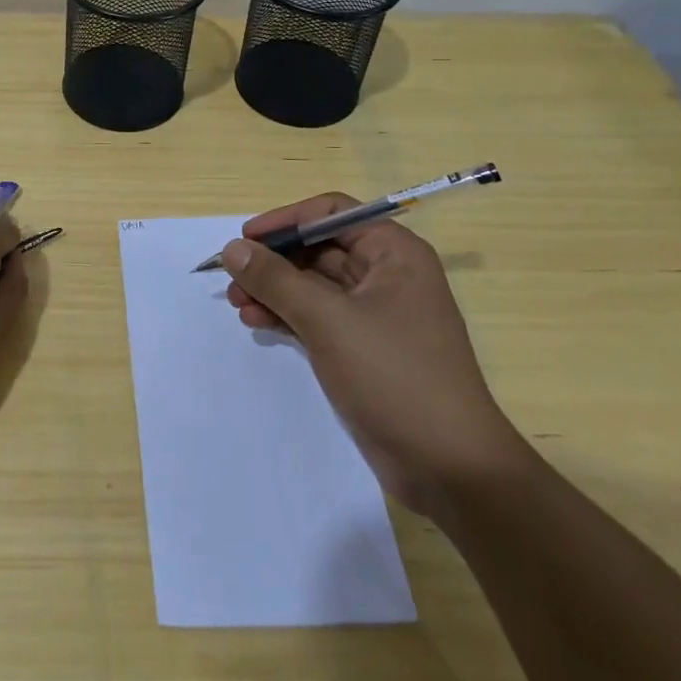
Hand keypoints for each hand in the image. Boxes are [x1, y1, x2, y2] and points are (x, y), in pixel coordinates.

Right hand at [222, 197, 523, 513]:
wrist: (448, 467)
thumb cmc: (394, 376)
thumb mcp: (328, 320)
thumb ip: (276, 279)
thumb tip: (232, 248)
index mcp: (394, 254)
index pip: (332, 213)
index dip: (287, 220)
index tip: (246, 238)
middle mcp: (387, 275)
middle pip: (318, 249)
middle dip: (273, 261)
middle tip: (232, 279)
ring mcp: (375, 314)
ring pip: (313, 285)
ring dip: (273, 290)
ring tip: (236, 305)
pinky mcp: (363, 348)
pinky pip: (316, 316)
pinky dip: (286, 316)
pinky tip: (256, 324)